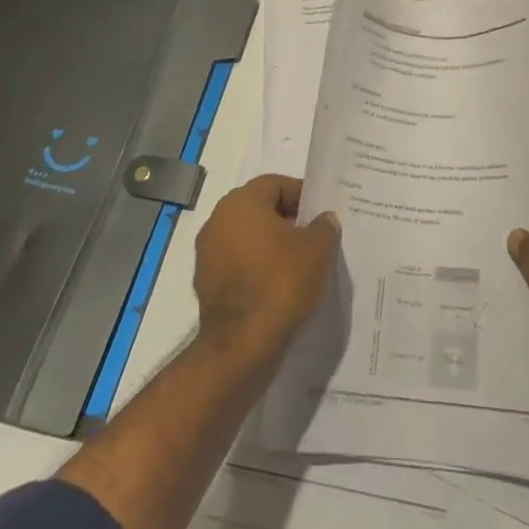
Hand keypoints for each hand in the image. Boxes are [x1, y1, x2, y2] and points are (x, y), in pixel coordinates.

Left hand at [194, 174, 339, 361]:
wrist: (242, 344)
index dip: (302, 196)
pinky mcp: (205, 283)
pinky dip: (256, 269)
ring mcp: (207, 253)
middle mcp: (218, 220)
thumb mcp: (317, 248)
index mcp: (241, 202)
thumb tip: (323, 219)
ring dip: (270, 246)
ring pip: (247, 238)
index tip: (321, 216)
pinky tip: (277, 286)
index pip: (276, 184)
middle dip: (287, 221)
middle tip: (313, 238)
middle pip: (259, 209)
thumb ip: (323, 226)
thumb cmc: (281, 281)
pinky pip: (238, 264)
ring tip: (298, 264)